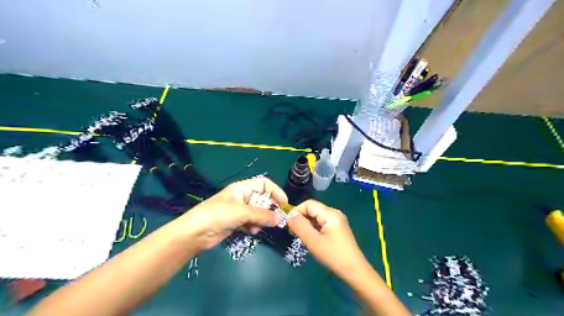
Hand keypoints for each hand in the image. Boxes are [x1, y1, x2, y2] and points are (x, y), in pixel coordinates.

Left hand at [175, 176, 287, 250]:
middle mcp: (242, 197)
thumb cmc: (218, 215)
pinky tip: (251, 232)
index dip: (275, 191)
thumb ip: (262, 215)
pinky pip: (251, 222)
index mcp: (242, 188)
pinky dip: (254, 226)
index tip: (284, 203)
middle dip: (269, 209)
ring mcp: (239, 210)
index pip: (264, 184)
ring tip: (258, 227)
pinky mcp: (236, 222)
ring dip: (261, 220)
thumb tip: (280, 219)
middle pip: (262, 199)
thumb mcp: (242, 212)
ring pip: (258, 213)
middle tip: (276, 219)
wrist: (196, 233)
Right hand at [286, 201, 370, 280]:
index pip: (309, 204)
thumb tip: (290, 215)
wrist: (355, 272)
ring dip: (306, 225)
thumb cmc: (333, 256)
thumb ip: (300, 226)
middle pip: (313, 209)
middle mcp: (334, 213)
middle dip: (301, 219)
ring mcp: (337, 221)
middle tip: (293, 232)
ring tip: (301, 238)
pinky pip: (321, 224)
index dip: (296, 211)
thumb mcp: (314, 242)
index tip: (288, 224)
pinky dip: (313, 229)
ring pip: (316, 217)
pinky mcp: (337, 229)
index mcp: (330, 213)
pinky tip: (311, 241)